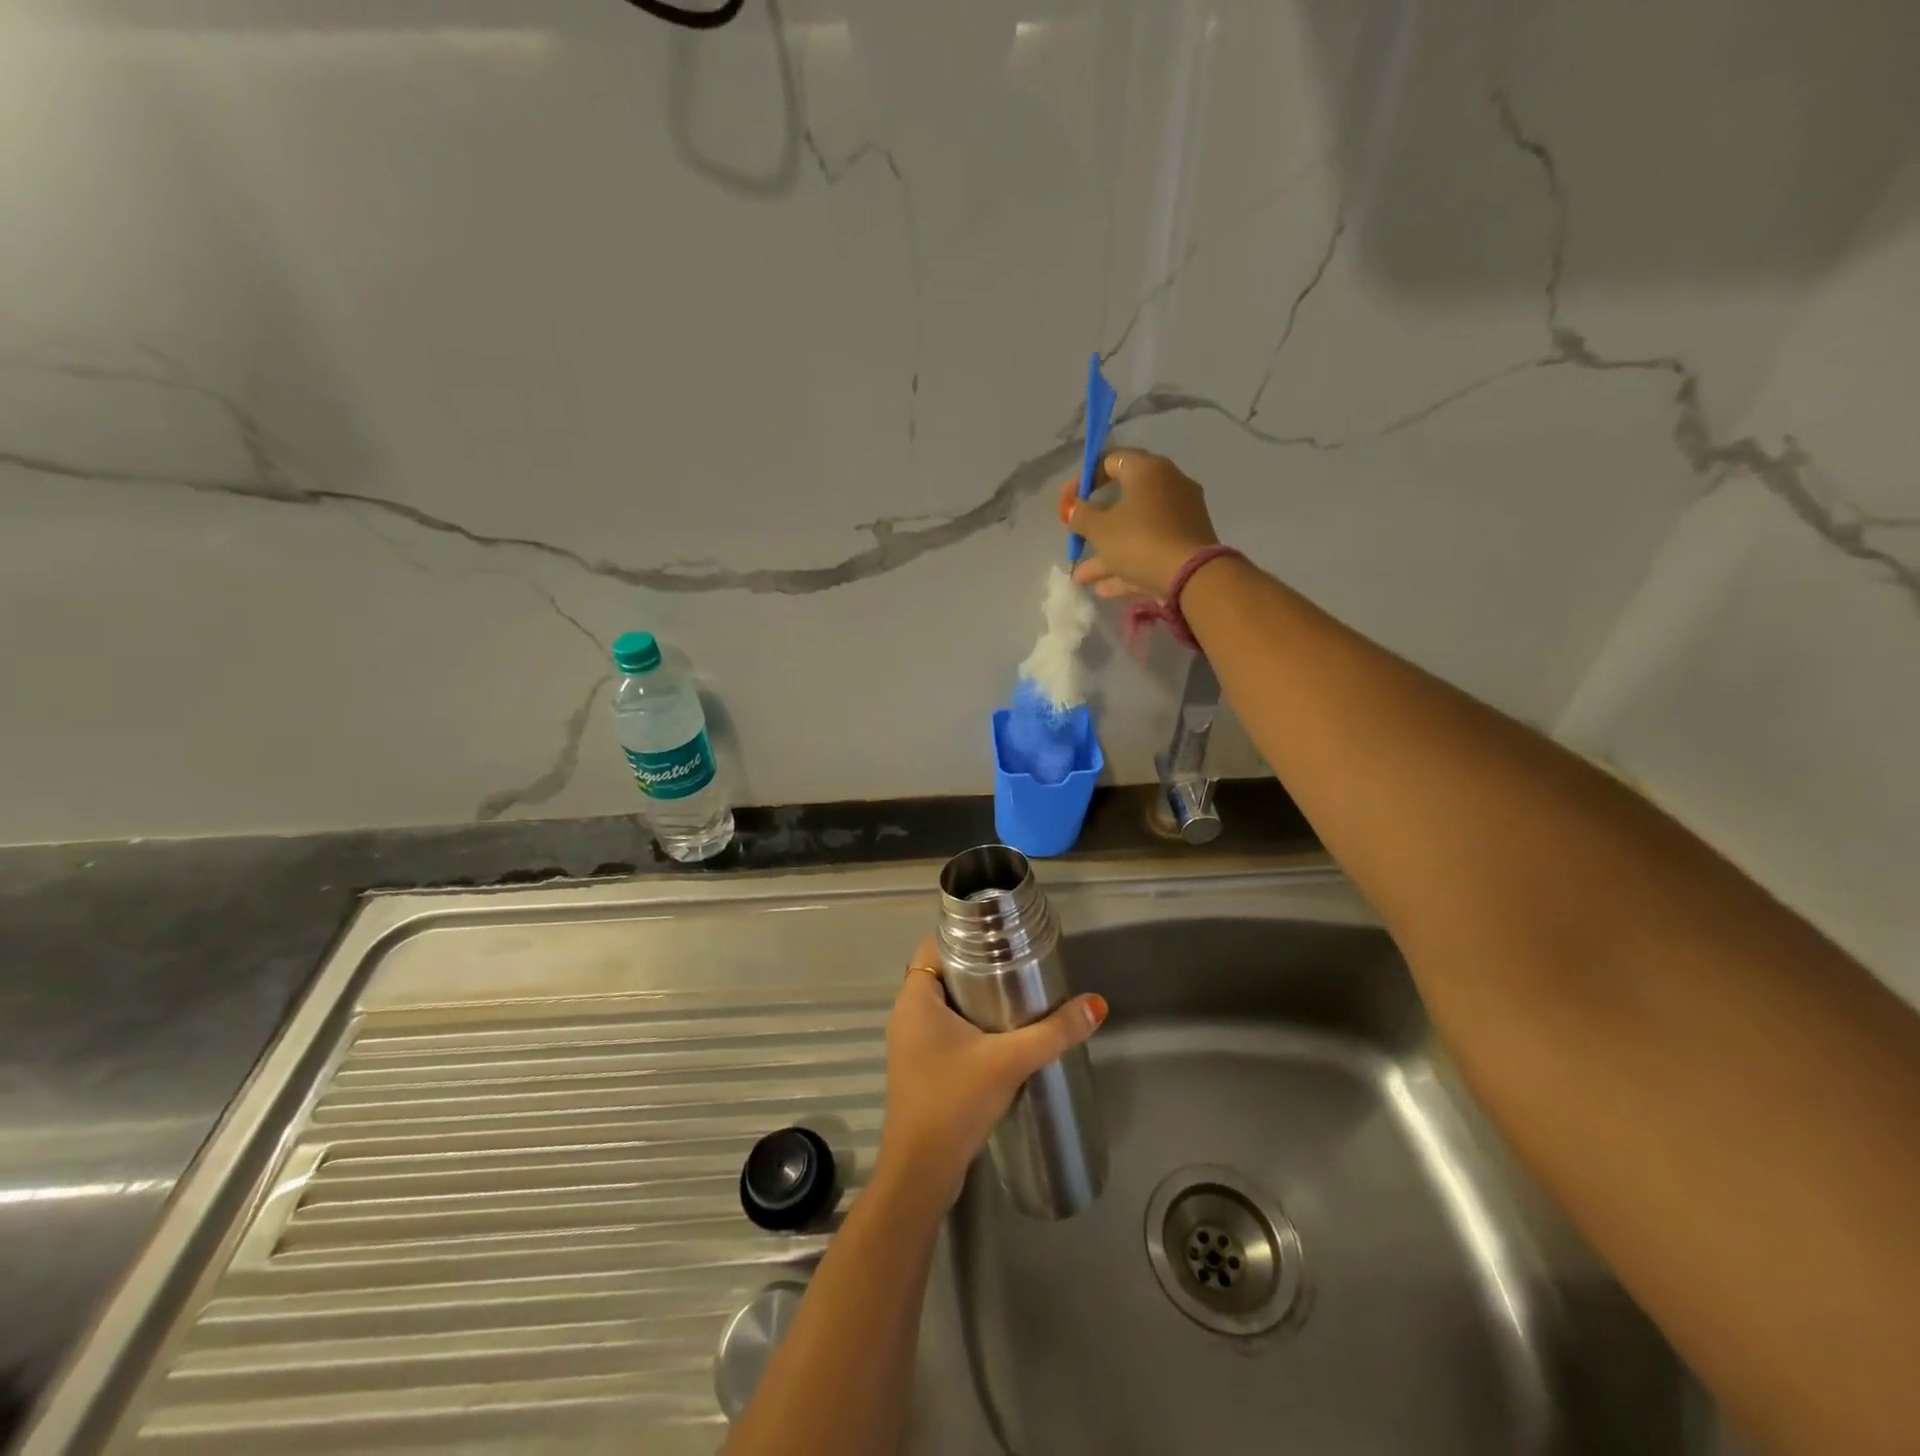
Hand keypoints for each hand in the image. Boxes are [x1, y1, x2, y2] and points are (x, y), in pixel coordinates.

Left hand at [875, 936, 1106, 1213]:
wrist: (920, 1173)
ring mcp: (910, 1044)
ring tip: (1017, 992)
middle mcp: (906, 1014)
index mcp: (915, 998)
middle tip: (1019, 961)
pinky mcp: (919, 1068)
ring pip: (944, 1003)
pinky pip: (944, 1029)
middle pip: (943, 972)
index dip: (966, 933)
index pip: (936, 945)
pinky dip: (969, 1023)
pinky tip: (1001, 1034)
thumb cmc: (953, 1102)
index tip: (1002, 934)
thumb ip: (1053, 1032)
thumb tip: (1096, 1004)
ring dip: (975, 997)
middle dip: (978, 965)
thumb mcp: (1009, 1061)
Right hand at [1059, 448, 1219, 599]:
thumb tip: (1071, 507)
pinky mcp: (1186, 544)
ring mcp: (1180, 516)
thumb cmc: (1139, 541)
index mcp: (1148, 470)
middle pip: (1123, 499)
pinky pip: (1150, 548)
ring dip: (1106, 552)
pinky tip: (1104, 588)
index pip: (1110, 461)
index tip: (1066, 502)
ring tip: (1082, 577)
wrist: (1192, 578)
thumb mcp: (1100, 529)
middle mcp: (1168, 485)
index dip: (1084, 479)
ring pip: (1135, 530)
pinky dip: (1128, 564)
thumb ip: (1080, 515)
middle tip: (1076, 536)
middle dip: (1095, 523)